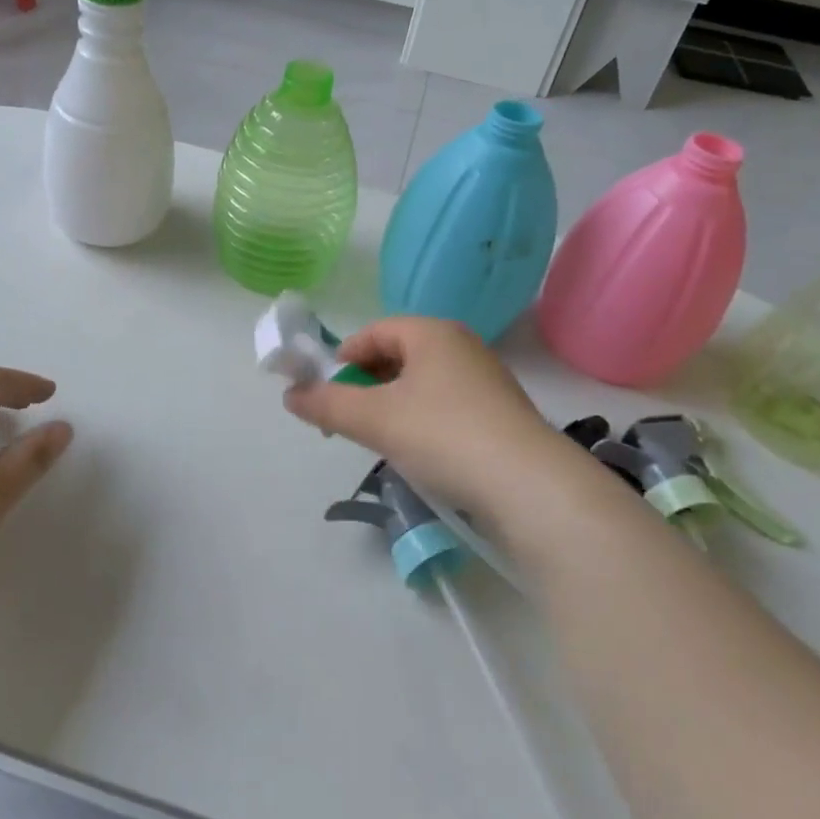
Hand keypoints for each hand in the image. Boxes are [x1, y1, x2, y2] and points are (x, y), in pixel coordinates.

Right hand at [284, 317, 586, 520]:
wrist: (529, 486)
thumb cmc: (443, 435)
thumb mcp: (374, 419)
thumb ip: (327, 404)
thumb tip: (290, 395)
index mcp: (432, 333)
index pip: (374, 332)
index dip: (342, 358)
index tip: (324, 392)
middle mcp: (462, 346)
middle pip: (398, 356)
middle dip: (365, 385)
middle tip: (347, 420)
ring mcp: (486, 380)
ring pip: (422, 384)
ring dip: (393, 406)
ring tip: (380, 439)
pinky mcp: (501, 415)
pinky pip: (446, 406)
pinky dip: (422, 421)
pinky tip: (420, 453)